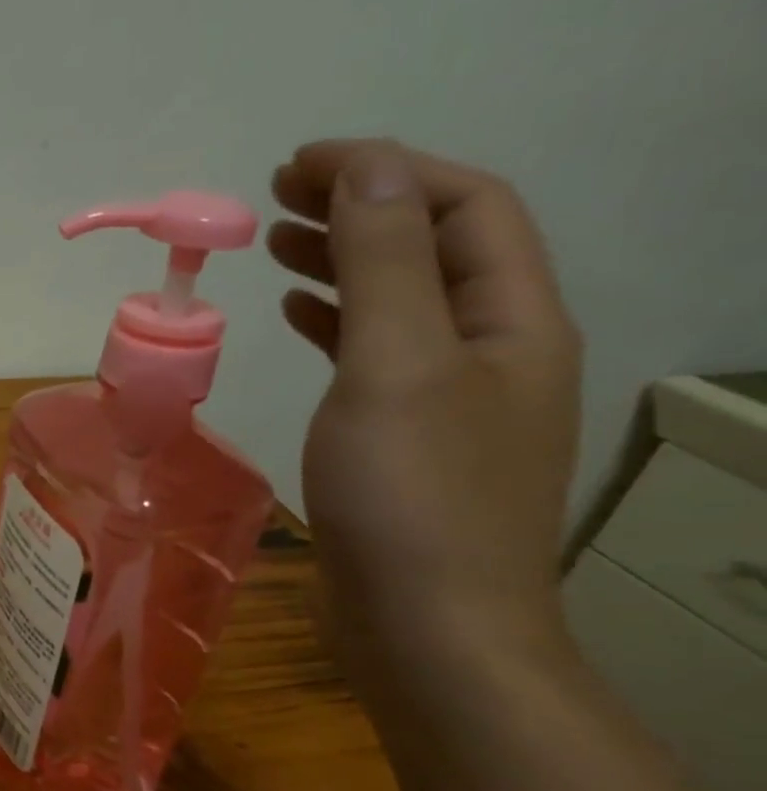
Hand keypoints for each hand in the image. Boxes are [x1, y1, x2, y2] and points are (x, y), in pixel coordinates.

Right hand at [269, 140, 581, 685]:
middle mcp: (494, 348)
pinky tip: (296, 317)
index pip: (463, 207)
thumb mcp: (395, 363)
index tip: (299, 164)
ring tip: (278, 245)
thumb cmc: (410, 493)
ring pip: (401, 301)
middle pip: (435, 247)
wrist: (424, 625)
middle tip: (278, 195)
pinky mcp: (404, 437)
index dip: (386, 170)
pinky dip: (335, 321)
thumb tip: (367, 167)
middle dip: (362, 206)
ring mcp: (449, 397)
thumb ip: (382, 262)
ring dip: (344, 260)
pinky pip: (375, 353)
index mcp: (512, 319)